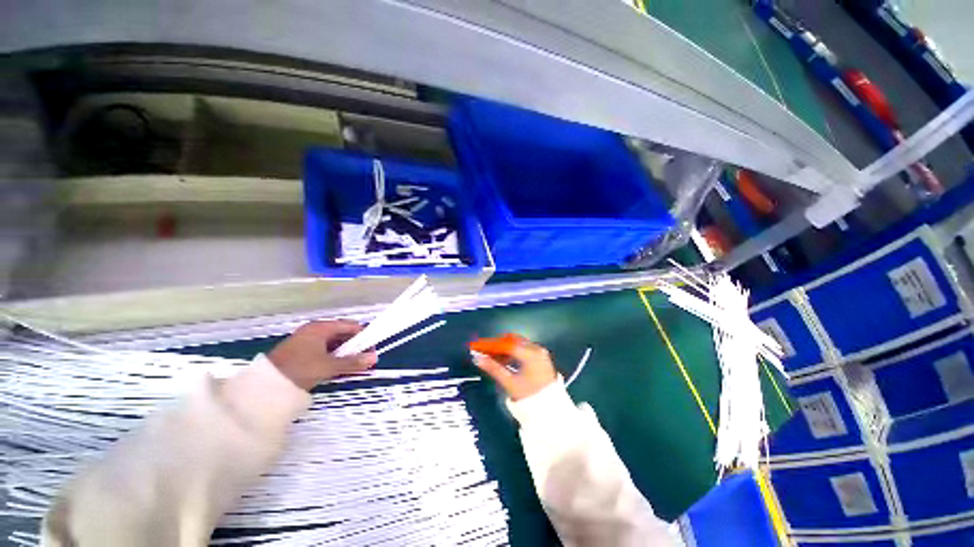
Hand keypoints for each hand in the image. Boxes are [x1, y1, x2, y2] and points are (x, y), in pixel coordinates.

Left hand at [268, 320, 377, 390]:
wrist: (265, 386)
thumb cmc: (299, 369)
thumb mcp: (328, 366)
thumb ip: (352, 362)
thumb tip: (374, 358)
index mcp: (321, 327)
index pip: (351, 326)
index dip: (363, 336)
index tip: (371, 349)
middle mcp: (315, 330)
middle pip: (342, 333)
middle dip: (355, 346)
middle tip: (363, 359)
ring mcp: (307, 340)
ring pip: (333, 342)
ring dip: (345, 352)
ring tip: (352, 365)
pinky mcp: (301, 350)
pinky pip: (324, 349)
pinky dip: (333, 356)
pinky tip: (337, 367)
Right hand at [472, 338, 556, 400]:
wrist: (550, 410)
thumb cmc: (529, 397)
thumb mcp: (509, 383)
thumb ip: (493, 368)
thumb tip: (477, 358)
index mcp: (530, 353)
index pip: (506, 344)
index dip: (490, 345)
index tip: (477, 346)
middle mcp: (537, 349)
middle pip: (512, 341)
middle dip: (497, 345)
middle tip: (483, 351)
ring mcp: (540, 353)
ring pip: (518, 344)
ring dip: (504, 349)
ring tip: (492, 357)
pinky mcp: (542, 358)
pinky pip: (524, 349)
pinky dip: (513, 352)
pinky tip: (504, 360)